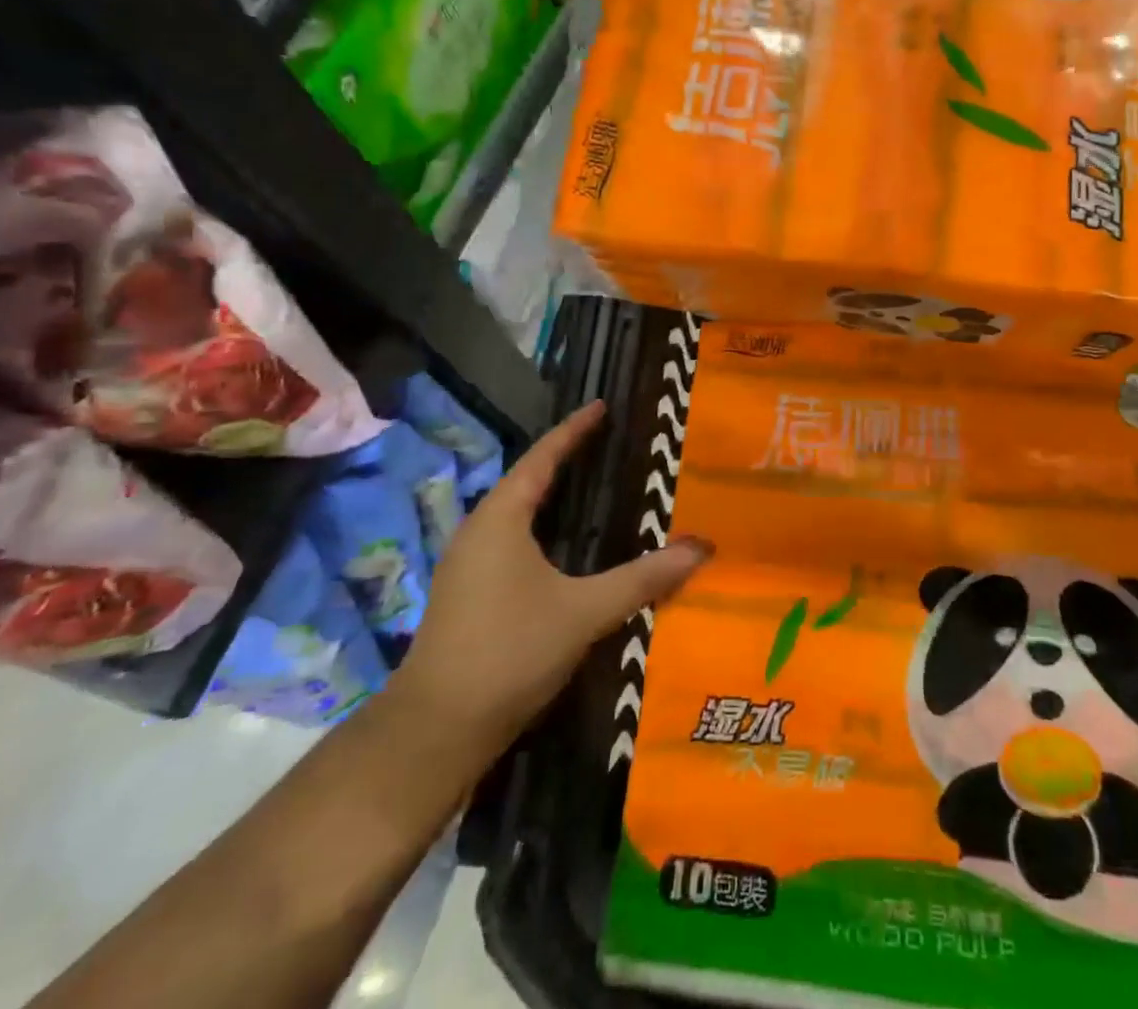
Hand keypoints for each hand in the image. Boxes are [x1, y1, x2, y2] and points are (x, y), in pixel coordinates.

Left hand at [393, 401, 711, 743]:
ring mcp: (468, 565)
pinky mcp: (469, 594)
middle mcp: (479, 531)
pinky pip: (512, 541)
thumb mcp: (584, 611)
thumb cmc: (510, 651)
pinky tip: (566, 548)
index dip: (573, 430)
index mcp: (501, 519)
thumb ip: (643, 578)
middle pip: (527, 480)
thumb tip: (701, 548)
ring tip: (593, 487)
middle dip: (566, 459)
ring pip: (517, 514)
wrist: (436, 731)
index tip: (601, 406)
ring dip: (552, 496)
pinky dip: (543, 528)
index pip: (542, 458)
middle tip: (608, 443)